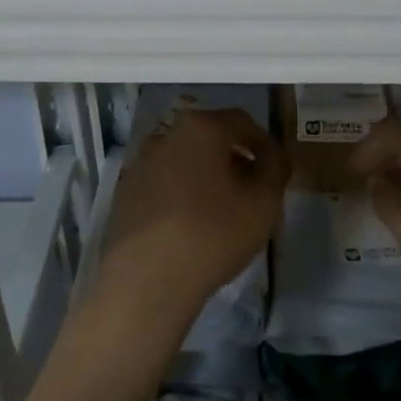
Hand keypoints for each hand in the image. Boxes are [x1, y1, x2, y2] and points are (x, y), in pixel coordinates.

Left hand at [97, 107, 287, 332]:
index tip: (275, 169)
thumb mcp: (264, 203)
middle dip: (234, 157)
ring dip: (205, 174)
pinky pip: (163, 182)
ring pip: (184, 159)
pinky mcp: (125, 191)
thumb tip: (272, 157)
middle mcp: (167, 135)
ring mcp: (141, 162)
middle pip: (210, 137)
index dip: (264, 143)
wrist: (147, 279)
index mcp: (202, 128)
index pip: (243, 122)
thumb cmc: (213, 233)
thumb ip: (275, 170)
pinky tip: (189, 223)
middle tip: (251, 188)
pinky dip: (180, 192)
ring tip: (221, 208)